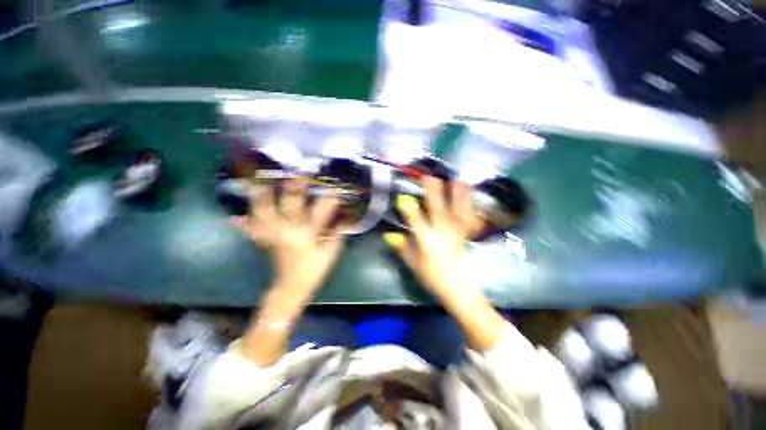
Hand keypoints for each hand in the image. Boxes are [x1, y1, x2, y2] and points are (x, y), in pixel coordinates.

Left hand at [232, 178, 344, 298]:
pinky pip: (253, 225)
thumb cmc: (313, 270)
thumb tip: (347, 219)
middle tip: (296, 172)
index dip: (329, 200)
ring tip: (260, 179)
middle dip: (294, 188)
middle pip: (289, 206)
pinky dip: (246, 217)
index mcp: (307, 236)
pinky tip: (240, 209)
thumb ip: (338, 235)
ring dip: (262, 195)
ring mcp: (272, 234)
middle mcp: (288, 232)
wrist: (290, 287)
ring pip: (264, 212)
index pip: (321, 213)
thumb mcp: (331, 253)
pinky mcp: (264, 239)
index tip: (334, 187)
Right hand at [384, 177, 481, 296]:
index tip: (403, 198)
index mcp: (428, 241)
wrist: (458, 288)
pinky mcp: (465, 235)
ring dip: (457, 195)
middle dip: (433, 192)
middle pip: (438, 209)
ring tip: (457, 179)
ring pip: (457, 210)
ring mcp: (456, 233)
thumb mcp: (414, 264)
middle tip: (429, 177)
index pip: (416, 221)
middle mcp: (443, 233)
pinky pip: (469, 218)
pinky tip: (471, 196)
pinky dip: (470, 206)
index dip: (409, 209)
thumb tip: (389, 235)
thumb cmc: (433, 277)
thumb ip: (402, 248)